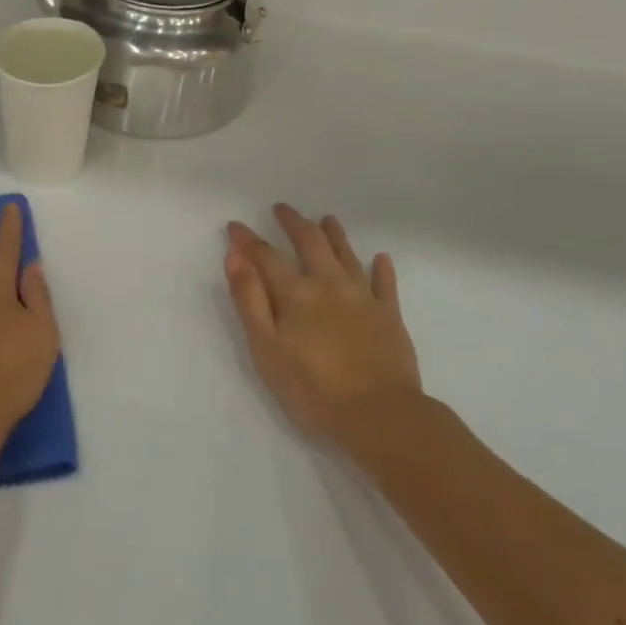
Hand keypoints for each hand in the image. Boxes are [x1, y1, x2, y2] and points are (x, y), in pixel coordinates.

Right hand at [224, 204, 424, 447]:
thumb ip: (250, 300)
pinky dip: (381, 268)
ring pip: (347, 255)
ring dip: (334, 235)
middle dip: (293, 223)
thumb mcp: (266, 349)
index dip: (247, 240)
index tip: (235, 226)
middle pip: (310, 243)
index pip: (265, 256)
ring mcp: (364, 298)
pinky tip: (381, 258)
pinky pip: (386, 284)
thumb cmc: (312, 388)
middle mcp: (329, 284)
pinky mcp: (390, 316)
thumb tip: (235, 257)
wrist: (380, 416)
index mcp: (296, 293)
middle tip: (282, 208)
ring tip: (326, 219)